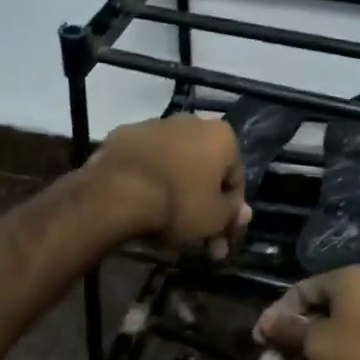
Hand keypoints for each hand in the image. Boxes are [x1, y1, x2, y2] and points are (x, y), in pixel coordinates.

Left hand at [88, 116, 251, 257]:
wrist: (117, 192)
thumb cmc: (178, 203)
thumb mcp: (215, 218)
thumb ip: (232, 213)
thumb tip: (242, 212)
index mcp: (220, 135)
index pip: (234, 177)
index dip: (229, 211)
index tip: (220, 237)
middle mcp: (191, 121)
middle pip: (203, 168)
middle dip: (202, 203)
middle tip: (195, 238)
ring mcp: (154, 125)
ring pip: (174, 162)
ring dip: (175, 189)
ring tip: (164, 225)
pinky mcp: (124, 134)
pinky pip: (145, 161)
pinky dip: (147, 179)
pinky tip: (141, 204)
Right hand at [252, 265, 359, 359]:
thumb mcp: (316, 343)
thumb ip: (288, 330)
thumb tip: (268, 322)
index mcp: (350, 280)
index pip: (302, 290)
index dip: (276, 315)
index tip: (258, 341)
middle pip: (317, 317)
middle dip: (290, 347)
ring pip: (334, 340)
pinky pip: (352, 356)